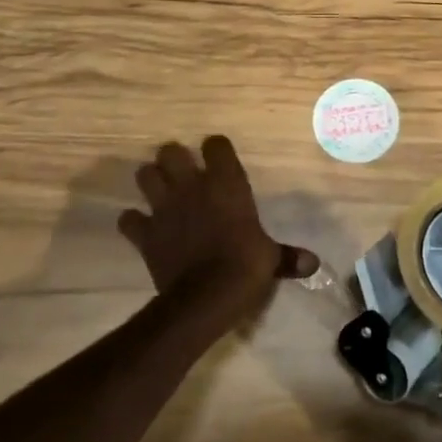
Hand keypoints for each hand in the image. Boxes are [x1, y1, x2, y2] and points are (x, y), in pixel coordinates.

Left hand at [119, 136, 319, 320]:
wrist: (206, 297)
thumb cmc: (245, 266)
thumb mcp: (271, 258)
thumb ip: (288, 256)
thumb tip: (314, 264)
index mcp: (226, 182)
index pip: (216, 145)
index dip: (216, 150)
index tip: (219, 160)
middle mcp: (192, 186)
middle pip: (170, 151)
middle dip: (173, 158)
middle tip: (182, 172)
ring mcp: (164, 208)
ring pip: (144, 175)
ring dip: (150, 181)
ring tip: (160, 192)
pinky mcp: (145, 234)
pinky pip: (128, 219)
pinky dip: (133, 221)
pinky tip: (142, 227)